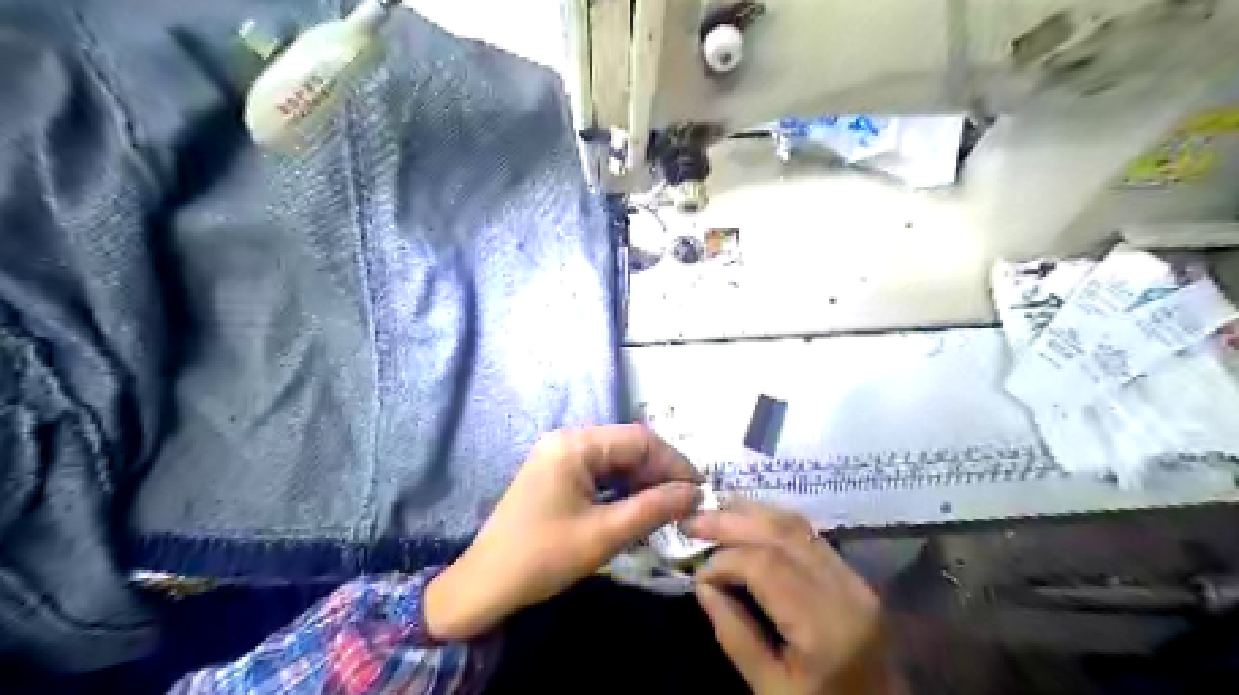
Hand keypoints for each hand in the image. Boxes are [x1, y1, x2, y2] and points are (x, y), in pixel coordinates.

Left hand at [426, 424, 699, 639]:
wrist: (484, 586)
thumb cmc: (543, 557)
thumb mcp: (604, 534)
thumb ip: (653, 508)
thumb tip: (695, 493)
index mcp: (574, 445)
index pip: (639, 439)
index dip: (674, 462)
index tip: (700, 491)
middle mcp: (567, 440)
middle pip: (627, 445)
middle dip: (659, 472)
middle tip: (686, 503)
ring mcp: (558, 456)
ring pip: (615, 460)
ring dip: (643, 481)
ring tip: (668, 508)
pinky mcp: (555, 474)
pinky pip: (598, 472)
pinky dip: (622, 488)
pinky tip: (638, 507)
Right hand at [683, 502, 896, 691]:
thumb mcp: (769, 690)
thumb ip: (734, 634)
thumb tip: (702, 584)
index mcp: (825, 626)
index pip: (766, 566)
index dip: (725, 560)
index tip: (697, 573)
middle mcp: (846, 590)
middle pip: (782, 535)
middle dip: (732, 522)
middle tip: (693, 521)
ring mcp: (855, 580)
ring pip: (798, 527)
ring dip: (753, 513)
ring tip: (715, 509)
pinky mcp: (855, 578)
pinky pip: (810, 536)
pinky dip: (774, 522)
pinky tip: (750, 519)